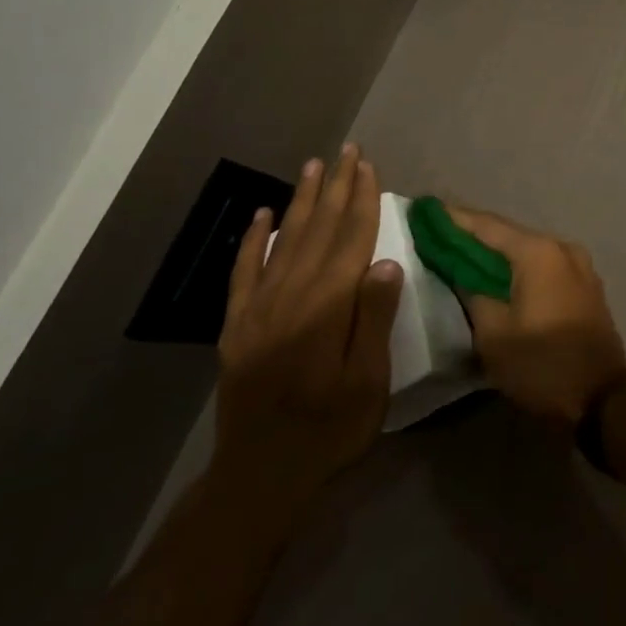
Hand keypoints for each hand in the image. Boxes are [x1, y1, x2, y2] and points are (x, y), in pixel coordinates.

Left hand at [213, 144, 402, 513]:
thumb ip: (374, 319)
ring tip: (314, 167)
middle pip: (319, 230)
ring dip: (302, 201)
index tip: (369, 167)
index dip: (362, 201)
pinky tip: (263, 215)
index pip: (351, 240)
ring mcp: (259, 308)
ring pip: (284, 240)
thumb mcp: (368, 381)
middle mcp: (291, 295)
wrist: (260, 473)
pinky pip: (245, 271)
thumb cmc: (329, 429)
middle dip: (336, 188)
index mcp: (327, 306)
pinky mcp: (238, 324)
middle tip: (347, 151)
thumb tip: (387, 262)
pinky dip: (254, 239)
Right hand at [443, 205, 625, 425]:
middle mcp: (561, 248)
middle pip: (508, 234)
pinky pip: (544, 266)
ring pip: (527, 250)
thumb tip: (461, 272)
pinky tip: (497, 275)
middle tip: (437, 232)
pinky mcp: (585, 285)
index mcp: (538, 252)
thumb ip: (472, 293)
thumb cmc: (542, 365)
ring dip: (497, 252)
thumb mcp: (493, 334)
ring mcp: (579, 265)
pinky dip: (519, 267)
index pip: (486, 226)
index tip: (425, 211)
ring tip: (462, 253)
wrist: (603, 398)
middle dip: (473, 234)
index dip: (453, 219)